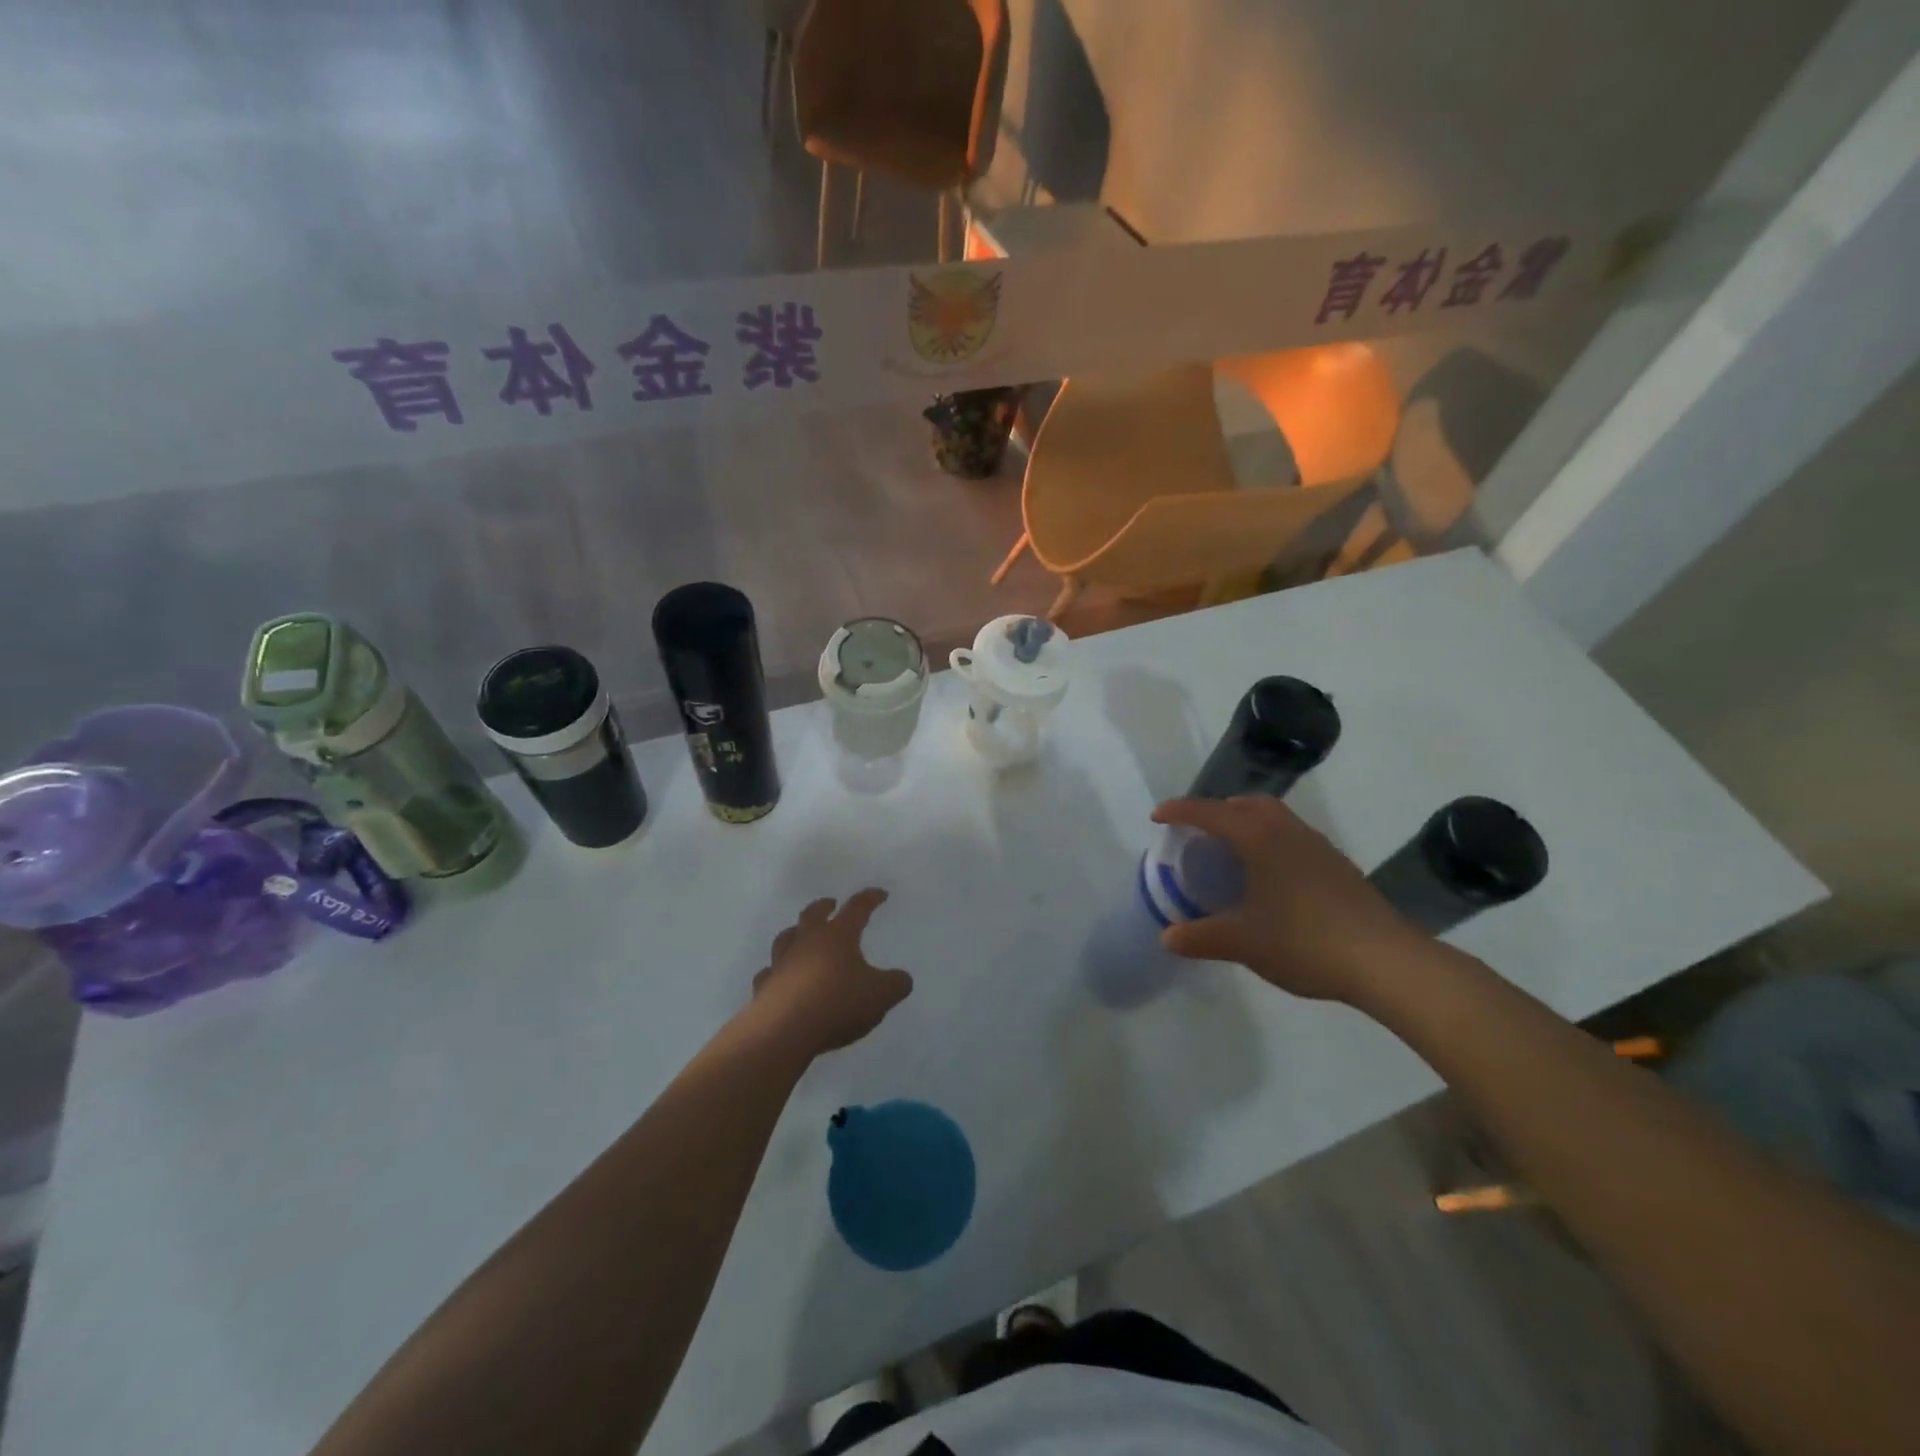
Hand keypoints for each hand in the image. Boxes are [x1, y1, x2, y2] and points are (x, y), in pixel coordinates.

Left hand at [747, 889, 913, 1057]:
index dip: (870, 899)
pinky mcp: (764, 987)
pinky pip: (769, 973)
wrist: (784, 1031)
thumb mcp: (880, 996)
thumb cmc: (837, 1003)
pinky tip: (780, 978)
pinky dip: (776, 972)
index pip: (857, 908)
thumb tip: (902, 978)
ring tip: (801, 936)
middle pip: (813, 915)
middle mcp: (807, 942)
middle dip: (824, 906)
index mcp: (838, 936)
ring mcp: (781, 963)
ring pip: (786, 939)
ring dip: (795, 934)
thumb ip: (896, 984)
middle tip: (830, 904)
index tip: (880, 894)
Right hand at [1151, 796, 1424, 1004]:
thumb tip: (1168, 937)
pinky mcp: (1338, 866)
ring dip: (1247, 824)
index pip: (1210, 813)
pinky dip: (1270, 842)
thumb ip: (1201, 937)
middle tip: (1197, 832)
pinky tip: (1270, 877)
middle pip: (1247, 804)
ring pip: (1275, 818)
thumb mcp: (1243, 943)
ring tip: (1231, 852)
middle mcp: (1289, 831)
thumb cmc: (1305, 942)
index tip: (1157, 817)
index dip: (1180, 811)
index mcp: (1260, 839)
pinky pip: (1292, 837)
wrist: (1386, 961)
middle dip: (1218, 811)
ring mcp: (1318, 847)